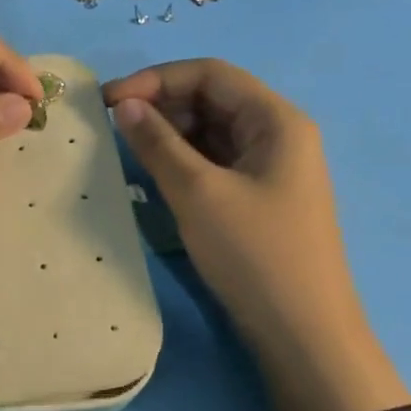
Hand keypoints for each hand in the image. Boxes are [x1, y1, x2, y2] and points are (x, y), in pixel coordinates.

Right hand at [102, 59, 409, 410]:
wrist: (302, 335)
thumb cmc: (255, 255)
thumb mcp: (199, 194)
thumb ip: (158, 143)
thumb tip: (124, 105)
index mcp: (276, 120)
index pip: (211, 74)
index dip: (157, 79)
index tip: (109, 101)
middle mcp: (278, 134)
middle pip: (212, 99)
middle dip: (161, 105)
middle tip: (112, 126)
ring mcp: (270, 168)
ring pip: (211, 132)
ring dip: (169, 134)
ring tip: (126, 150)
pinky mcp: (259, 198)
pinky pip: (215, 163)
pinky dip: (183, 161)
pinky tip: (154, 174)